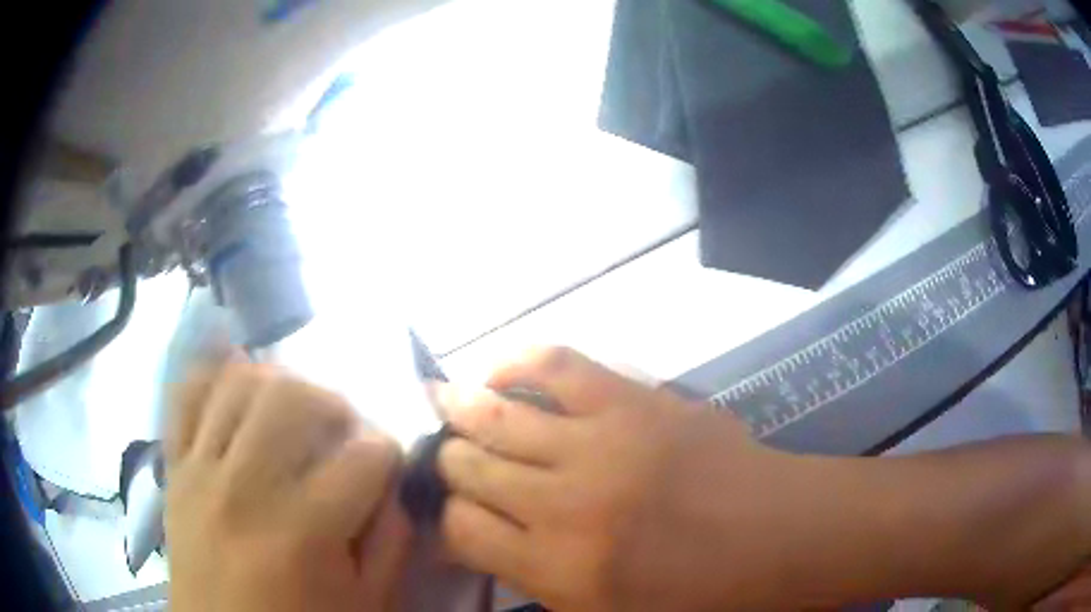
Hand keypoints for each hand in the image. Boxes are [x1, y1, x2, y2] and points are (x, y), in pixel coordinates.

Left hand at [164, 363, 410, 611]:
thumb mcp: (368, 601)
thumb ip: (391, 541)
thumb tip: (392, 485)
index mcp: (304, 532)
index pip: (366, 456)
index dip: (388, 454)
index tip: (386, 466)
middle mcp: (246, 487)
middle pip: (295, 397)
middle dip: (333, 404)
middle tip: (338, 433)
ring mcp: (201, 469)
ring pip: (238, 382)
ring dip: (277, 385)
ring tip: (289, 415)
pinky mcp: (175, 465)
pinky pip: (185, 395)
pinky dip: (213, 379)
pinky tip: (236, 393)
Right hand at [434, 346, 818, 610]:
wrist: (778, 534)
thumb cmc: (698, 595)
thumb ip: (537, 584)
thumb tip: (481, 543)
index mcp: (559, 570)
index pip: (462, 530)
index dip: (447, 519)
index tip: (452, 514)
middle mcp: (564, 506)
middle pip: (469, 468)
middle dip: (451, 464)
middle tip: (452, 461)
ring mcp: (599, 445)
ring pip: (495, 417)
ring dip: (460, 409)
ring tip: (442, 402)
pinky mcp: (632, 400)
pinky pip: (555, 364)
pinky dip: (515, 362)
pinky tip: (496, 372)